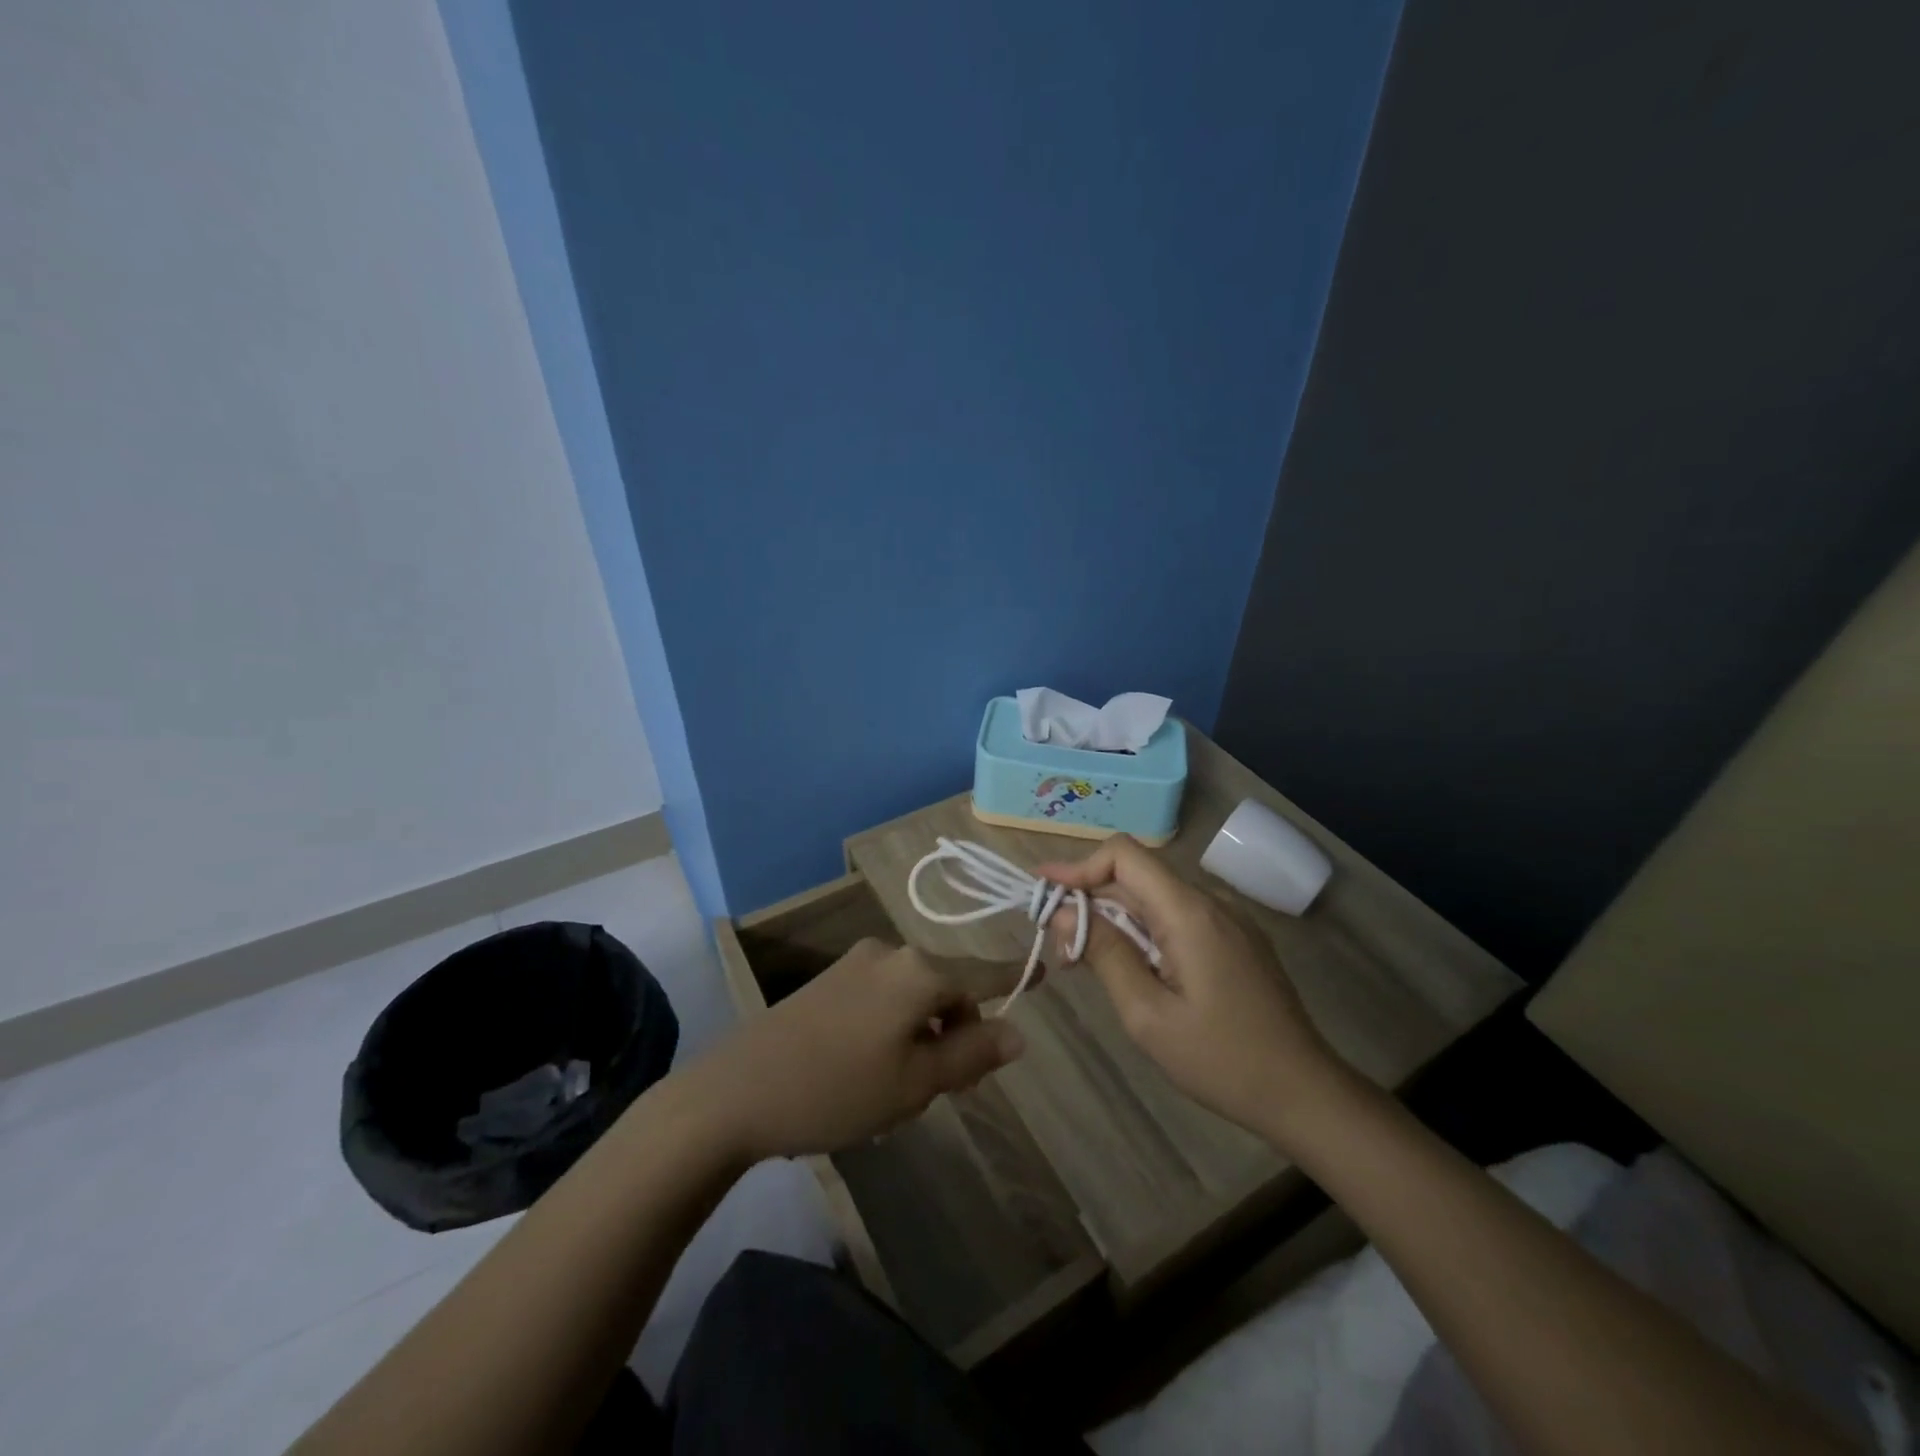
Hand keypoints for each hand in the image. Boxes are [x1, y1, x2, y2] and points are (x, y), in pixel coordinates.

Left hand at [692, 939, 1025, 1161]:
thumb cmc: (836, 1090)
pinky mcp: (829, 981)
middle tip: (949, 1089)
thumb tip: (1017, 1033)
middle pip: (946, 986)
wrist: (734, 1091)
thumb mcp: (914, 1083)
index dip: (1016, 977)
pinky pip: (883, 997)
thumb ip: (971, 1054)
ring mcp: (856, 964)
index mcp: (918, 970)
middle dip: (958, 1029)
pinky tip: (872, 1070)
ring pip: (914, 995)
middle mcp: (890, 953)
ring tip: (903, 1088)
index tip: (1045, 971)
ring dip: (925, 1032)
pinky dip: (896, 1026)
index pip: (983, 973)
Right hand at [1040, 835, 1341, 1139]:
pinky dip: (1143, 930)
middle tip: (1058, 944)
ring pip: (1154, 898)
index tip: (1043, 892)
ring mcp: (1227, 918)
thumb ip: (1104, 954)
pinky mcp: (1235, 938)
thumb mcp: (1147, 1014)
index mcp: (1189, 912)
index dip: (1078, 866)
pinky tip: (1130, 966)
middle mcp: (1210, 901)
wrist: (1305, 1093)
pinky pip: (1177, 917)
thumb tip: (1063, 911)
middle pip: (1136, 877)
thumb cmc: (1221, 1060)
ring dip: (1115, 918)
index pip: (1124, 854)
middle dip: (1089, 900)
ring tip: (1085, 961)